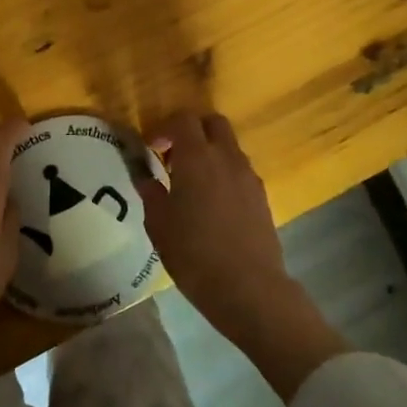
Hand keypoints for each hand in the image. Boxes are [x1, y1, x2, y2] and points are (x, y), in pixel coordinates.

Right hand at [137, 111, 290, 329]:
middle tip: (173, 156)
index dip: (164, 127)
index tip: (151, 148)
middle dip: (192, 130)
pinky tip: (212, 203)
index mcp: (197, 158)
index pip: (183, 119)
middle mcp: (227, 157)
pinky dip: (224, 172)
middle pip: (213, 122)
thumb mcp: (159, 224)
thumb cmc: (194, 254)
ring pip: (229, 146)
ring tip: (191, 183)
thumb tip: (144, 175)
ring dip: (209, 152)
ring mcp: (248, 176)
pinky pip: (240, 169)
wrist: (248, 287)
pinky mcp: (262, 195)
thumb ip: (151, 192)